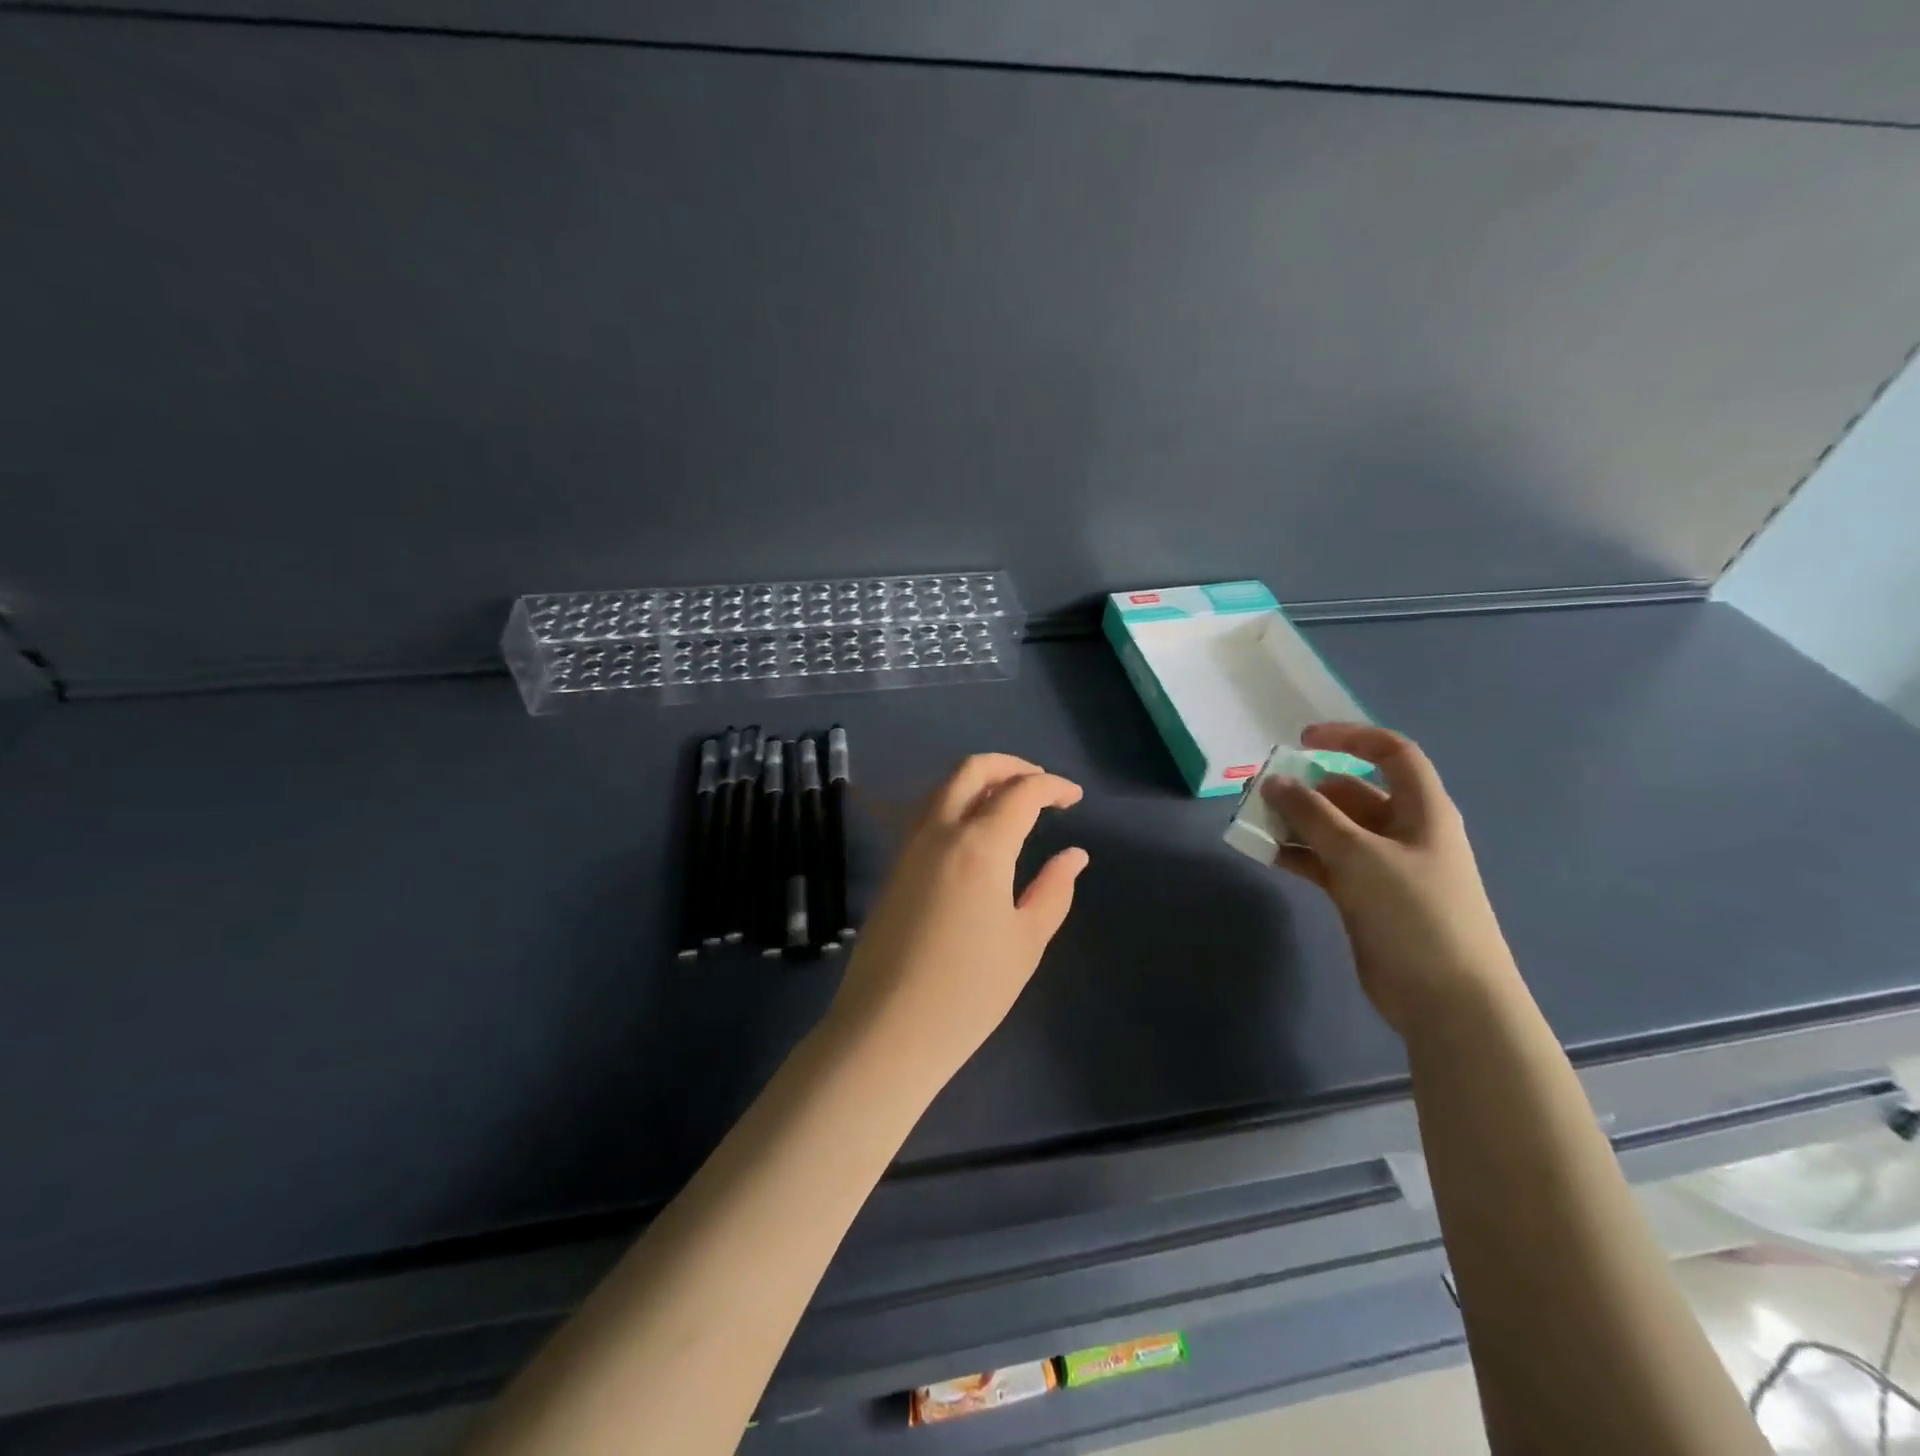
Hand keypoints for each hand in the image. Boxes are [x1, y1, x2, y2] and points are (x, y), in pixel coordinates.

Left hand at [828, 754, 1087, 1082]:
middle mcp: (939, 832)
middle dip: (1012, 766)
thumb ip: (1053, 890)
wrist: (887, 1029)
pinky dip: (957, 804)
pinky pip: (928, 814)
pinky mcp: (894, 868)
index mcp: (979, 845)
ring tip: (1011, 803)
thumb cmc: (969, 991)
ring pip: (943, 788)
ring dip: (980, 781)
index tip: (1075, 798)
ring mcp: (909, 848)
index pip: (1021, 792)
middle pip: (972, 770)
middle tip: (1041, 785)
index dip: (1053, 786)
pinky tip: (976, 834)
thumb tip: (1073, 855)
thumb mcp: (1026, 941)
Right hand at [1263, 724, 1520, 1034]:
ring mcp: (1382, 866)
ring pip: (1332, 829)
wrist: (1448, 999)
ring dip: (1296, 822)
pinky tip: (1266, 854)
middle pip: (1351, 792)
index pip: (1391, 754)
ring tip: (1255, 823)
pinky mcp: (1362, 896)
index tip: (1301, 742)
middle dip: (1308, 788)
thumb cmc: (1415, 914)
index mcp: (1421, 810)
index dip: (1350, 738)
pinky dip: (1297, 854)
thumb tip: (1273, 781)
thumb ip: (1313, 815)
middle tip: (1262, 792)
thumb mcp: (1361, 855)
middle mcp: (1402, 831)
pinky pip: (1323, 862)